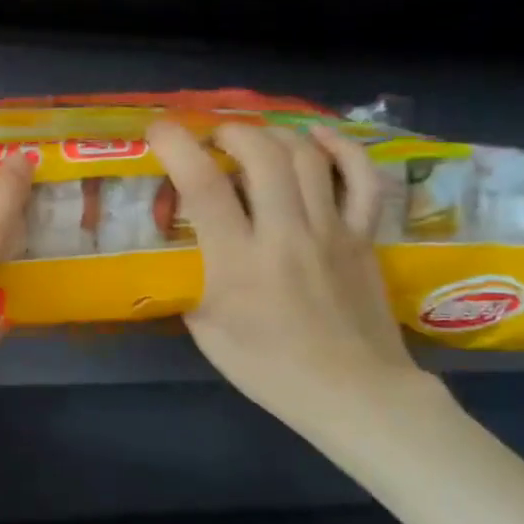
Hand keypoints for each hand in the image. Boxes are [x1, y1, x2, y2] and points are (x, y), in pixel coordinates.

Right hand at [148, 119, 429, 442]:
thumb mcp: (207, 331)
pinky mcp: (363, 236)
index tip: (159, 131)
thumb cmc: (270, 369)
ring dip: (273, 135)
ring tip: (253, 140)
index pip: (204, 186)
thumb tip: (182, 249)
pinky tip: (317, 136)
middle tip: (213, 140)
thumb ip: (191, 282)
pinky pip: (361, 178)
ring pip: (306, 157)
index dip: (177, 146)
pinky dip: (340, 148)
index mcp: (238, 262)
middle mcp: (286, 234)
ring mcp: (332, 231)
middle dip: (230, 132)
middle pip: (261, 154)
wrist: (354, 393)